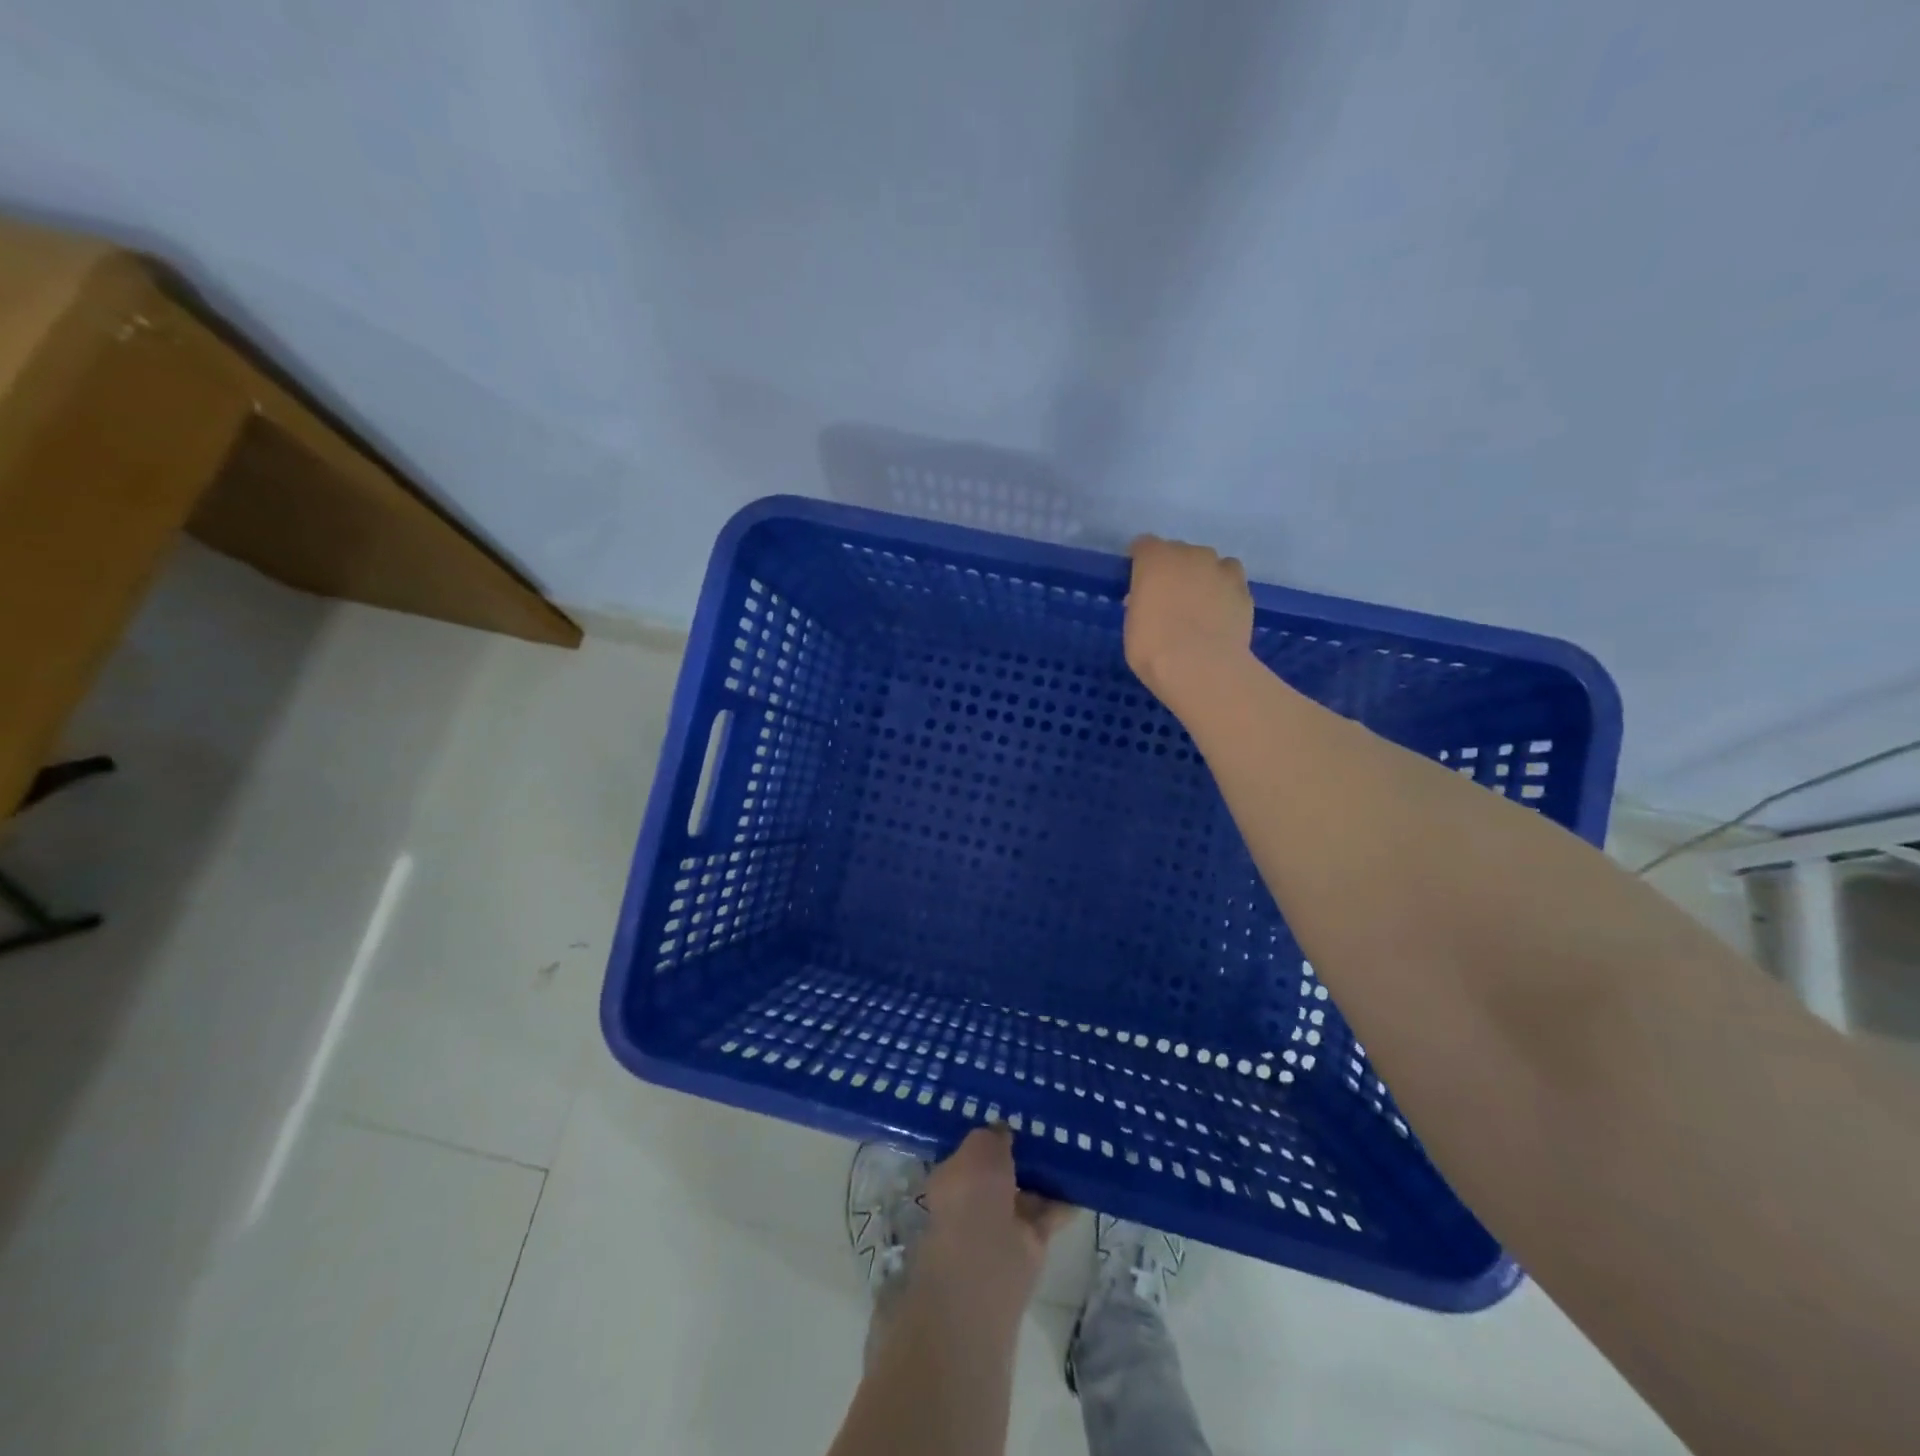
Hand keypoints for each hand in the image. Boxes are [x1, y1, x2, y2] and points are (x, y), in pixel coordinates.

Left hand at [915, 1126, 1074, 1329]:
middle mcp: (974, 1201)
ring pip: (1027, 1192)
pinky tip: (1084, 1179)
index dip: (990, 1136)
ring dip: (1045, 1176)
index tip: (1012, 1116)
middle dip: (1021, 1154)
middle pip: (1001, 1172)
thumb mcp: (979, 1146)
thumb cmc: (972, 1192)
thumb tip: (1003, 1131)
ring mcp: (1003, 1224)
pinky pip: (1050, 1214)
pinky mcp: (1030, 1244)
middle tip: (1047, 1126)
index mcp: (952, 1177)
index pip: (971, 1153)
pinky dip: (1065, 1200)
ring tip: (1070, 1145)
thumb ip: (992, 1135)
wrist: (986, 1261)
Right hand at [1125, 535, 1254, 705]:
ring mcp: (1222, 570)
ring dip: (1203, 577)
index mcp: (1156, 559)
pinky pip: (1230, 584)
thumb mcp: (1132, 625)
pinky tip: (1218, 617)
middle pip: (1180, 552)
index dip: (1141, 562)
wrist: (1201, 667)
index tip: (1139, 581)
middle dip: (1173, 570)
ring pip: (1211, 564)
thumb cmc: (1153, 648)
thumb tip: (1150, 601)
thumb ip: (1141, 603)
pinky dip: (1224, 594)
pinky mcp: (1244, 590)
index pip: (1144, 545)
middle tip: (1169, 599)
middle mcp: (1190, 554)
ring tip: (1199, 606)